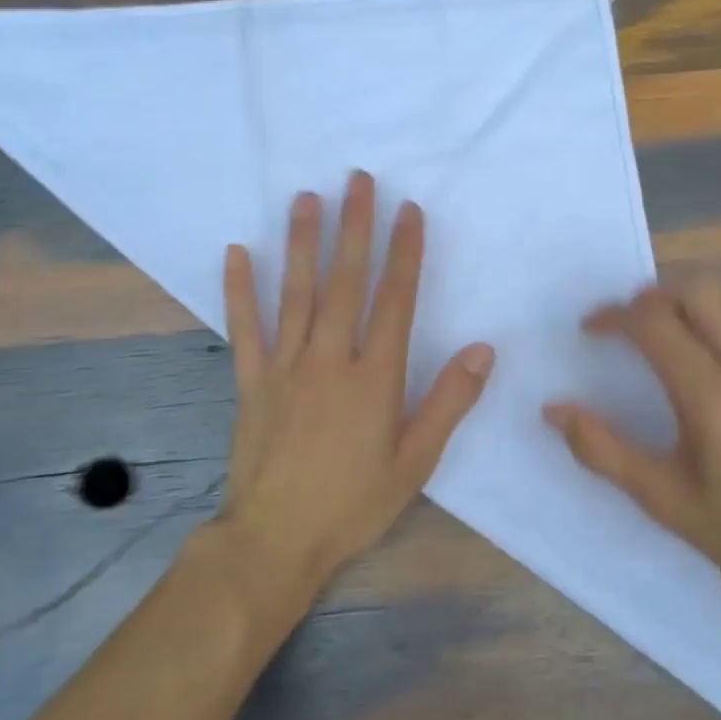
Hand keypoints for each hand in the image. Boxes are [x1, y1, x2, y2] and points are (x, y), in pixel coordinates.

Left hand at [218, 171, 495, 591]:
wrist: (275, 540)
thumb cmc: (353, 504)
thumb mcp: (415, 462)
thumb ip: (448, 402)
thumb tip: (483, 350)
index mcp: (375, 378)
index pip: (395, 301)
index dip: (405, 253)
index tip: (408, 211)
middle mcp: (329, 360)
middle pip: (345, 283)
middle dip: (355, 228)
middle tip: (358, 180)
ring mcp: (284, 367)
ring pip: (296, 293)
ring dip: (303, 243)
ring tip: (307, 198)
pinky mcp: (250, 381)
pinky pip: (243, 327)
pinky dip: (238, 289)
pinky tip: (237, 252)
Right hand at [543, 277, 720, 611]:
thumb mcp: (665, 500)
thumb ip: (604, 450)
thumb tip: (554, 409)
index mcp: (712, 396)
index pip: (654, 321)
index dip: (614, 316)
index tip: (591, 331)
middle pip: (695, 289)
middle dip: (650, 296)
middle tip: (626, 327)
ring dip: (687, 294)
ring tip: (663, 327)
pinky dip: (720, 307)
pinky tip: (707, 343)